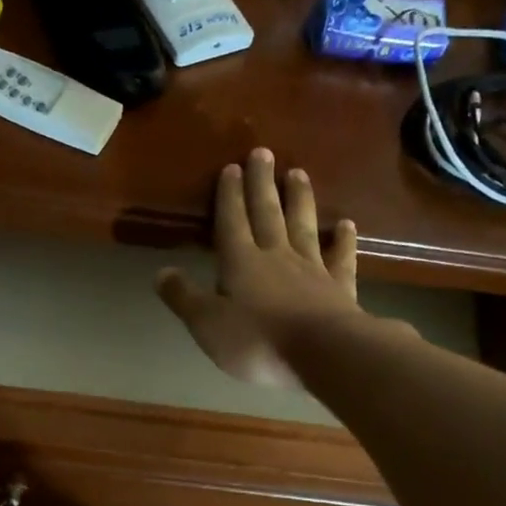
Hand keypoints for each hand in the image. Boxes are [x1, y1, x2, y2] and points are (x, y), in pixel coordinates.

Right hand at [156, 147, 359, 386]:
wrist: (322, 352)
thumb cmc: (257, 340)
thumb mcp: (206, 324)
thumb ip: (183, 297)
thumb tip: (160, 272)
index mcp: (241, 263)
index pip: (232, 221)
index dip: (229, 195)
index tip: (231, 167)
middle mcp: (276, 256)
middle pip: (267, 213)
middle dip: (261, 184)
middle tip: (263, 153)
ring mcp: (311, 268)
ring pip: (303, 225)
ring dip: (299, 199)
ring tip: (297, 173)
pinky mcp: (339, 287)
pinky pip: (340, 257)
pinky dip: (343, 240)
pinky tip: (346, 225)